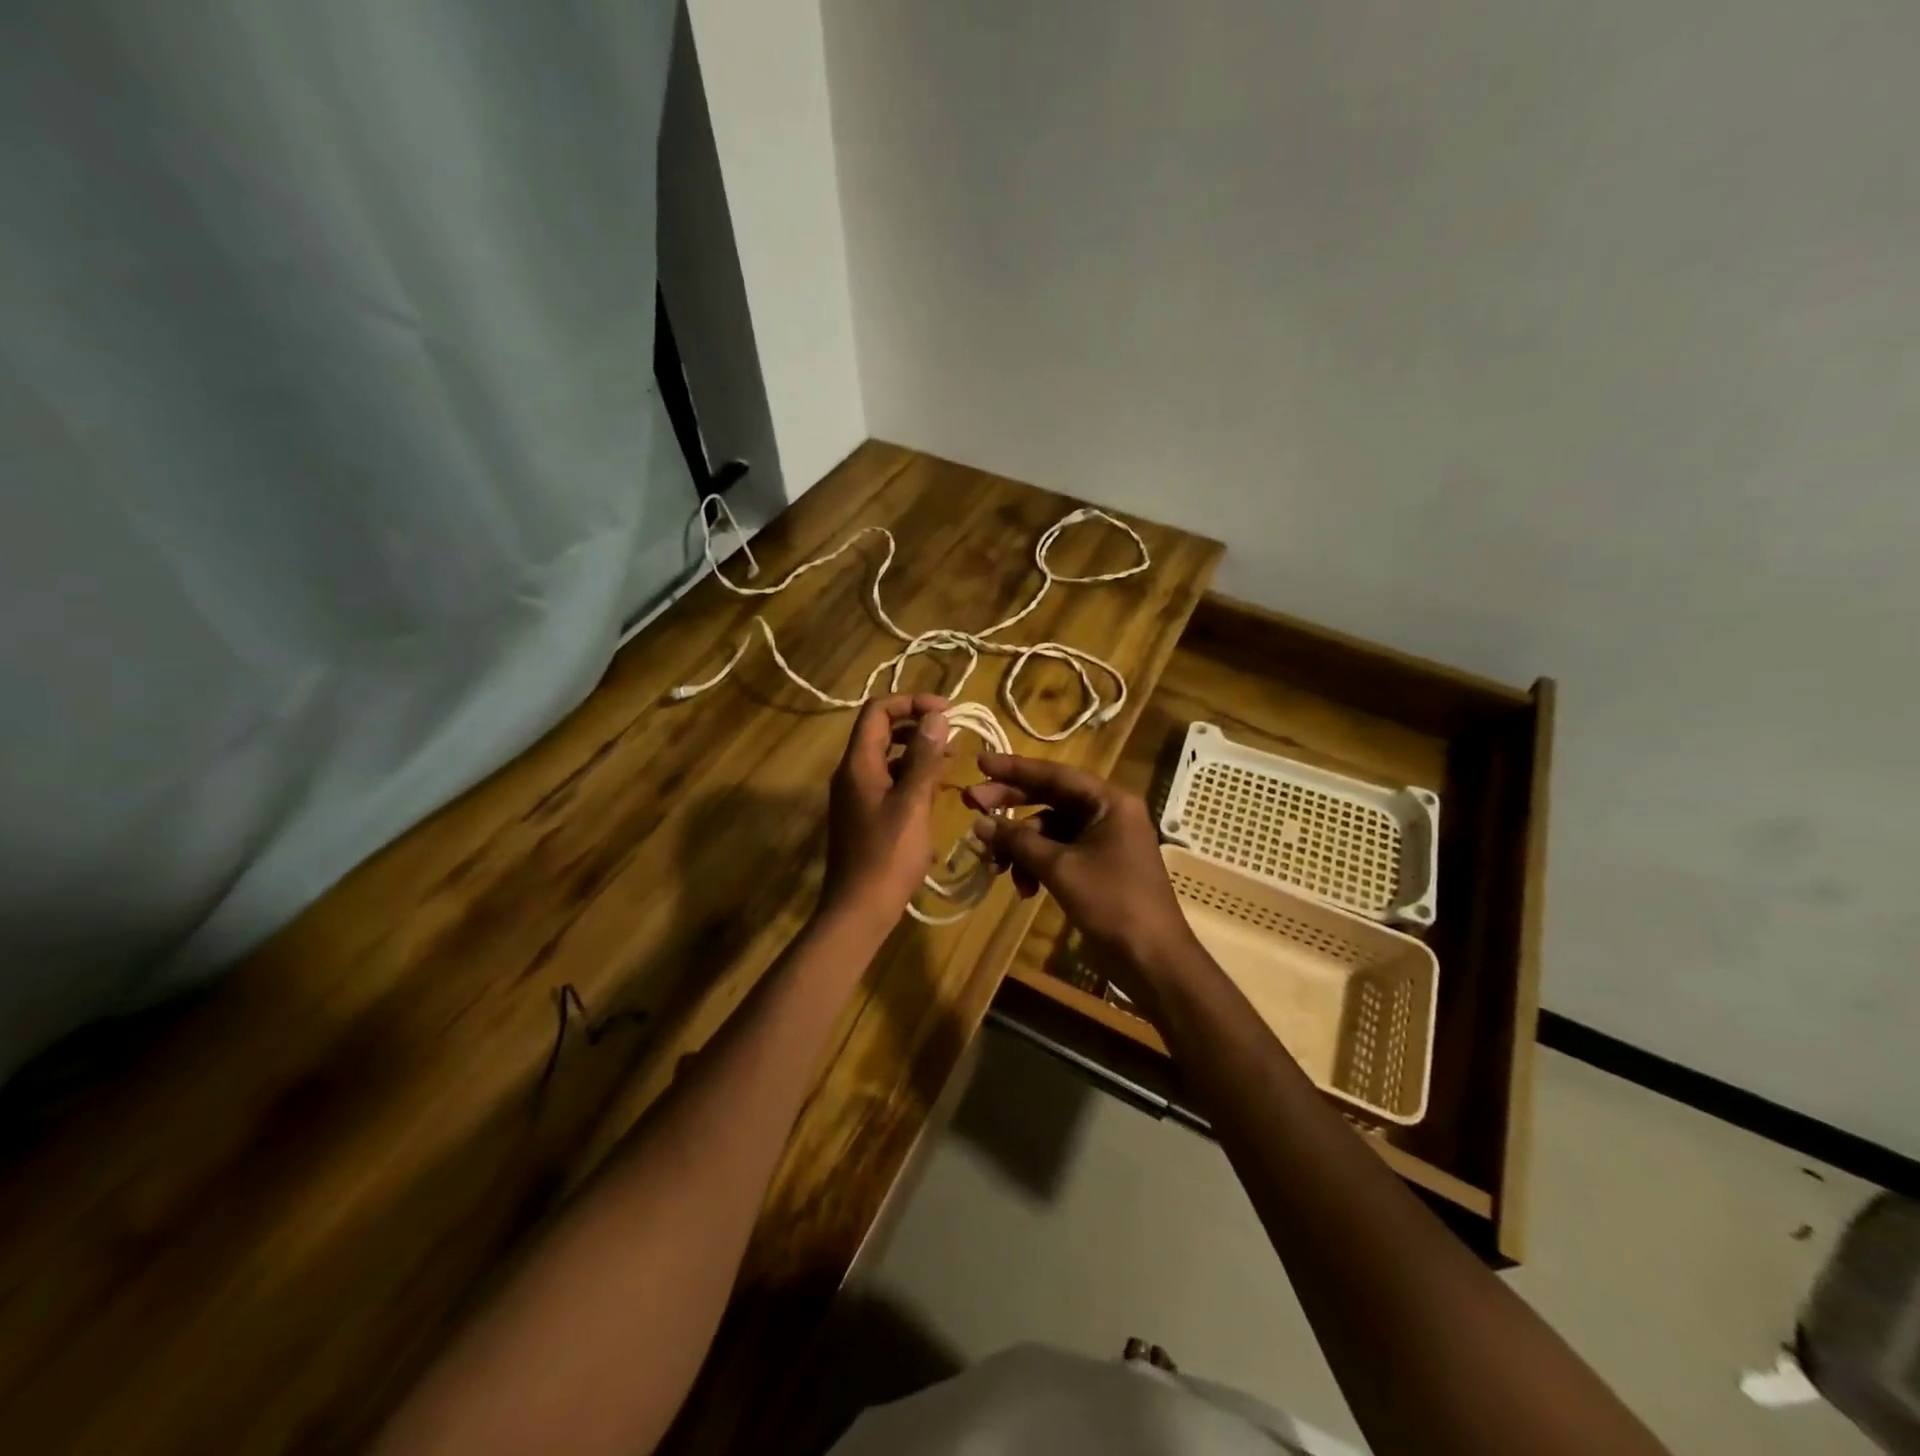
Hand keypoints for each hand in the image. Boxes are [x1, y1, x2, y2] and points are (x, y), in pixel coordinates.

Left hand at [820, 694, 950, 928]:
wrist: (859, 909)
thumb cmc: (888, 855)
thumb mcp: (912, 802)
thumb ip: (924, 757)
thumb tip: (936, 715)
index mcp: (858, 764)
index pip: (877, 711)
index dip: (910, 701)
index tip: (946, 710)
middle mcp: (852, 773)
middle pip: (880, 731)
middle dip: (916, 725)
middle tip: (952, 733)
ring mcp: (856, 795)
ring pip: (886, 758)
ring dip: (917, 752)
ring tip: (952, 761)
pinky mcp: (864, 815)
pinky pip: (888, 782)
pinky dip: (911, 777)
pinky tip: (937, 791)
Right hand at [963, 754, 1194, 999]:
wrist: (1152, 959)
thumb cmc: (1112, 902)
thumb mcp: (1060, 868)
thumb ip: (1018, 841)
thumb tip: (979, 823)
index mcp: (1108, 802)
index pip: (1054, 775)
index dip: (1014, 769)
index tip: (979, 762)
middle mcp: (1107, 813)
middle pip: (1050, 799)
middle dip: (1010, 806)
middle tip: (970, 804)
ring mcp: (1102, 841)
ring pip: (1049, 830)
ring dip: (1020, 846)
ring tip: (995, 866)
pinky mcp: (1096, 866)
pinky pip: (1058, 853)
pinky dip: (1036, 865)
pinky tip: (1022, 888)